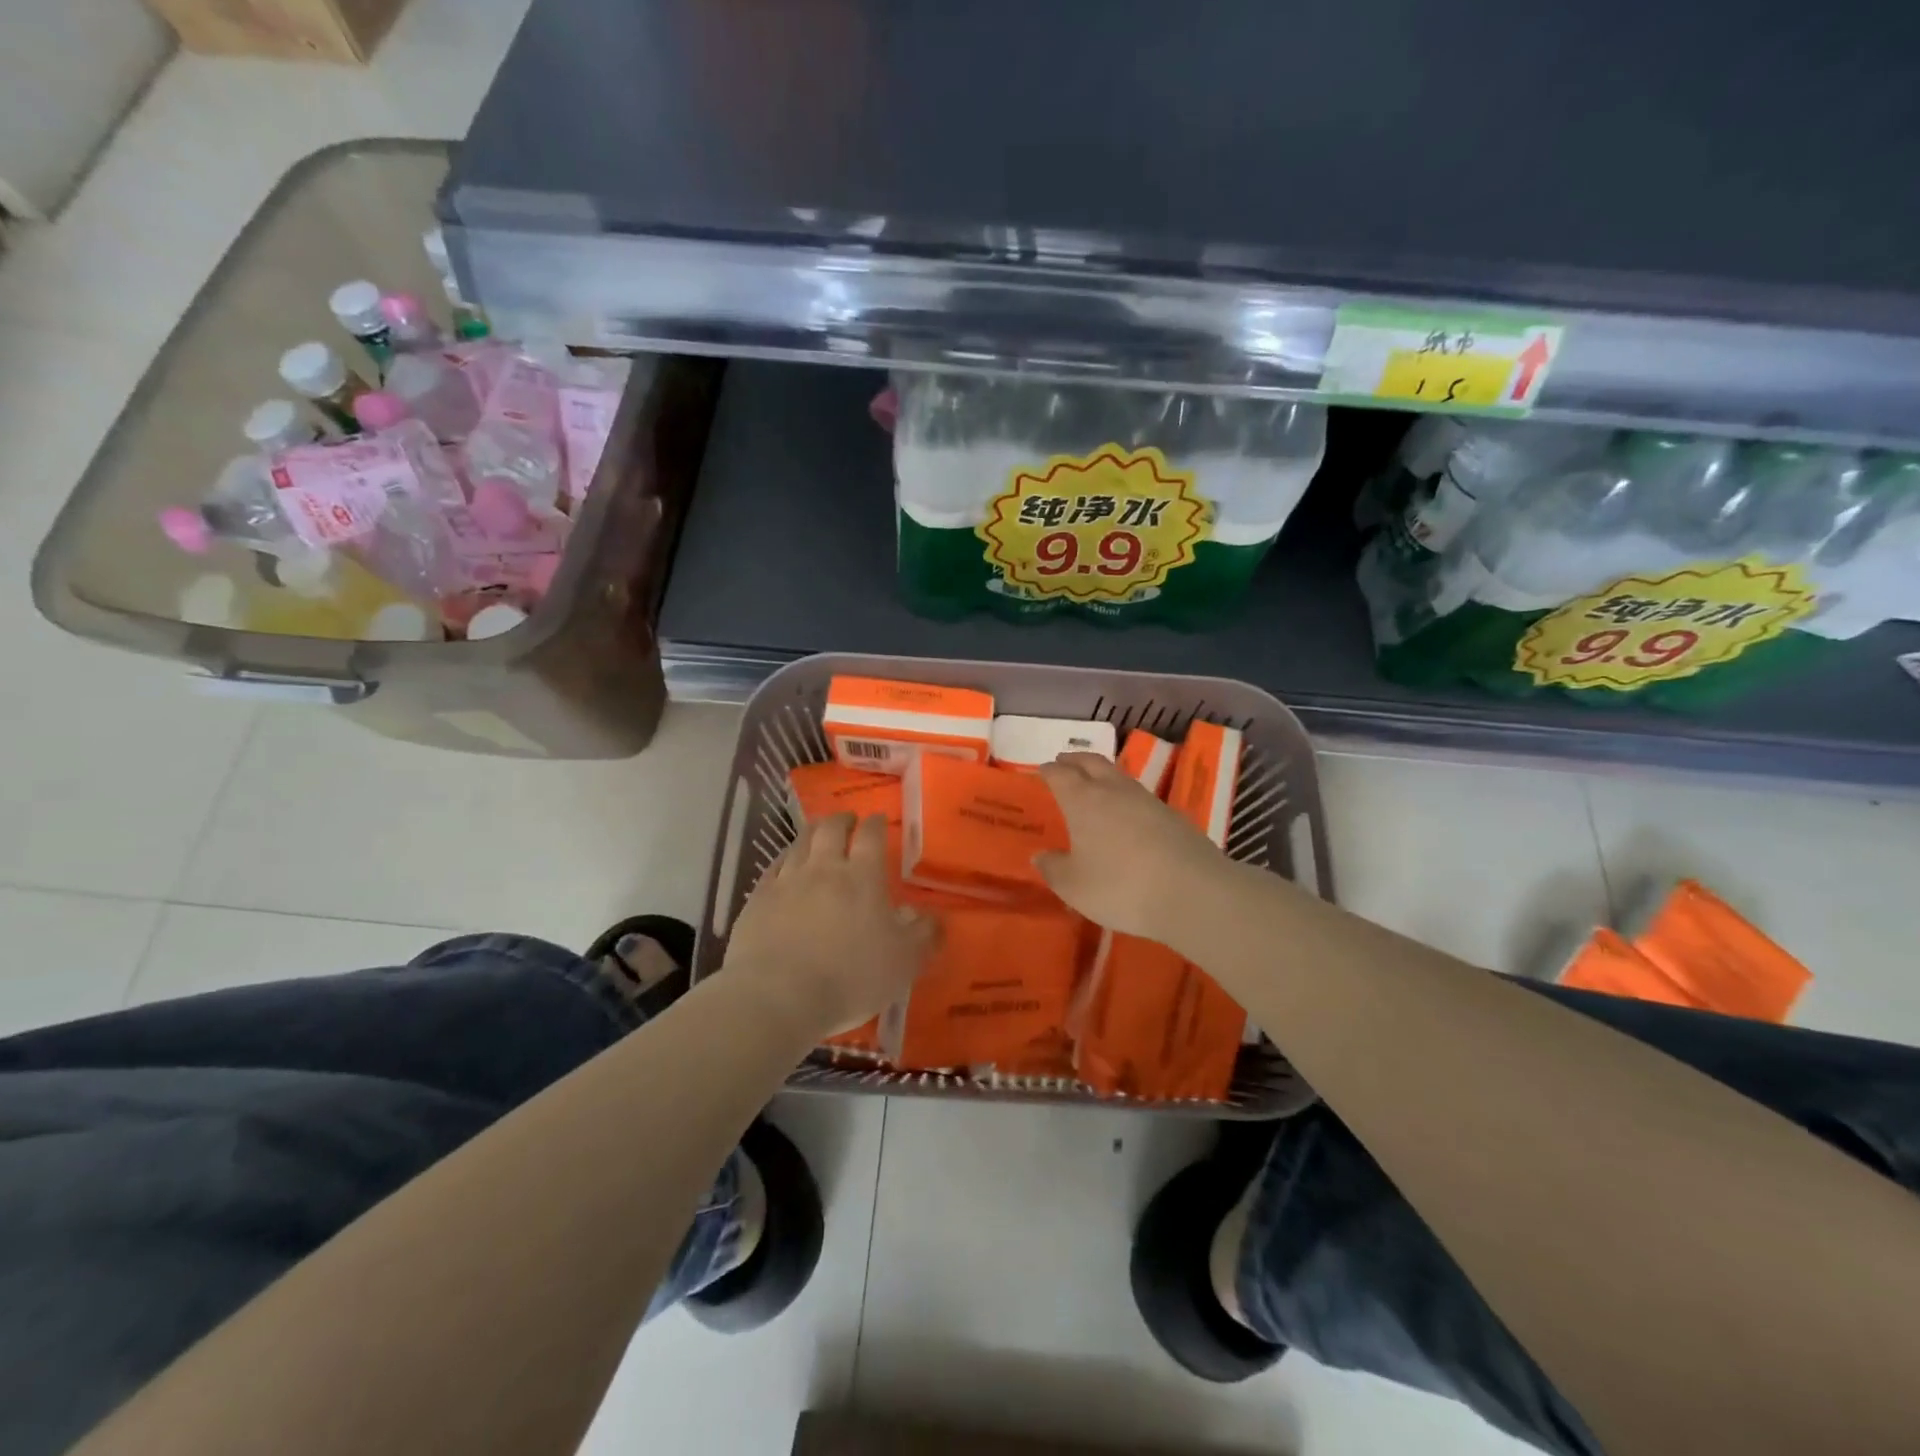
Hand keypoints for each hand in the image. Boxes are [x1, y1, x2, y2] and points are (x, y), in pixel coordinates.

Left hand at [725, 813, 936, 1038]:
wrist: (777, 996)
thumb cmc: (850, 978)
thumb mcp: (903, 962)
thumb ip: (924, 935)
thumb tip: (936, 916)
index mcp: (862, 877)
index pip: (871, 836)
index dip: (876, 824)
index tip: (878, 819)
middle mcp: (824, 868)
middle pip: (831, 829)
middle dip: (842, 820)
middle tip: (848, 821)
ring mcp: (787, 881)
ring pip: (800, 843)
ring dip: (812, 832)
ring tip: (818, 833)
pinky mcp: (758, 900)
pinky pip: (773, 867)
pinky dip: (784, 858)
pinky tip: (785, 864)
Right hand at [1035, 753, 1231, 943]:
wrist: (1192, 892)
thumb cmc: (1120, 886)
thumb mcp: (1074, 886)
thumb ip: (1054, 869)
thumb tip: (1040, 856)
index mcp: (1083, 800)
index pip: (1061, 775)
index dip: (1049, 771)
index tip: (1042, 770)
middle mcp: (1114, 791)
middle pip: (1092, 763)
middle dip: (1075, 760)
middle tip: (1064, 761)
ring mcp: (1148, 800)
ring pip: (1119, 776)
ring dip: (1103, 774)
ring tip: (1095, 784)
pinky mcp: (1173, 815)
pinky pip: (1140, 796)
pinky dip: (1126, 797)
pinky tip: (1127, 813)